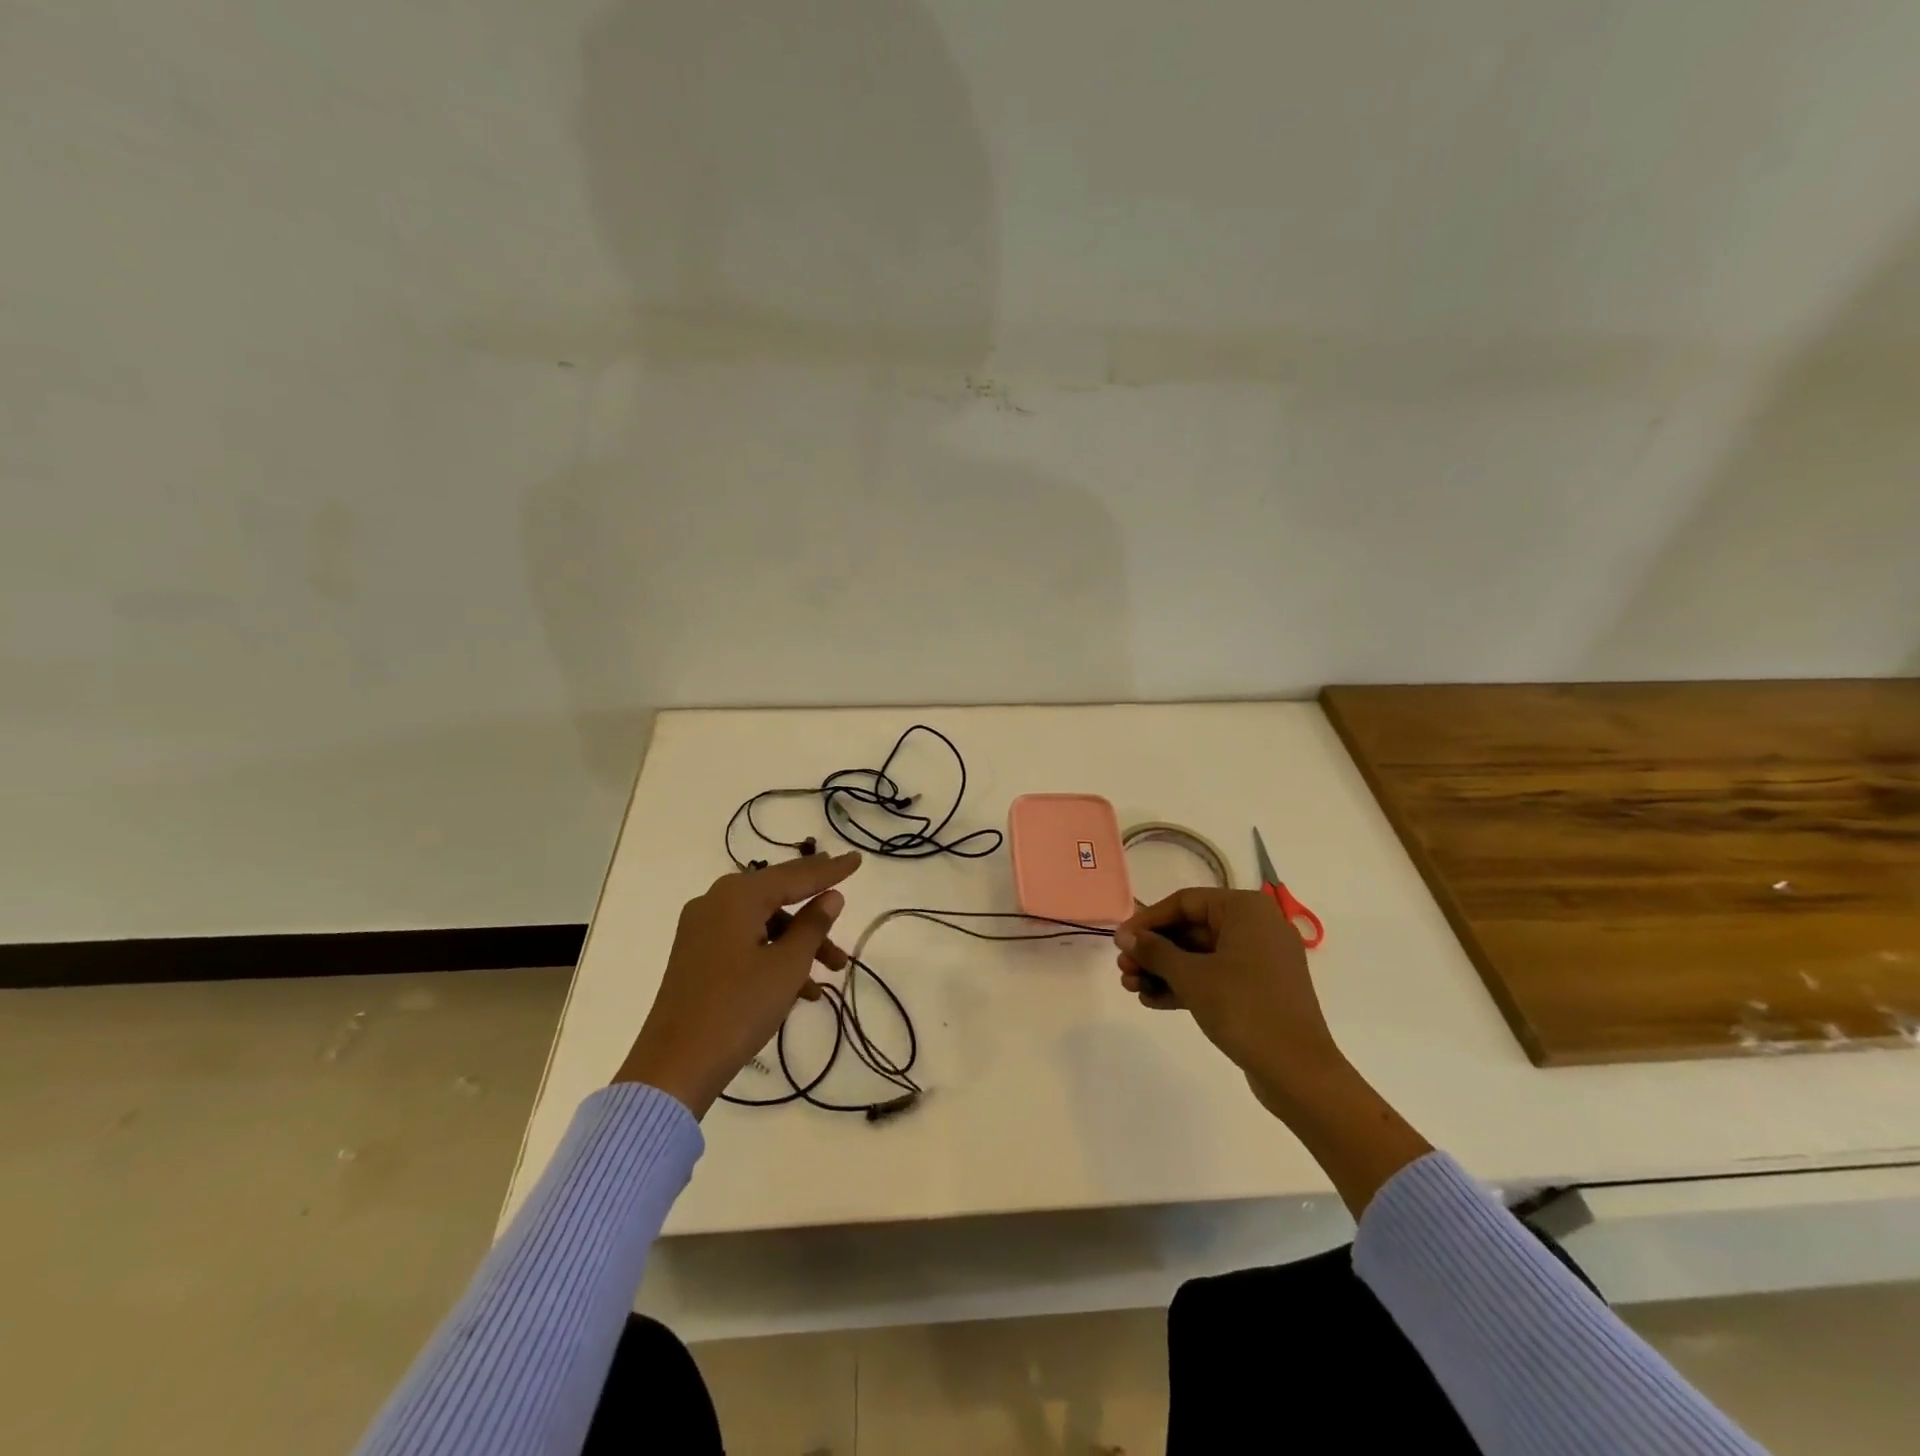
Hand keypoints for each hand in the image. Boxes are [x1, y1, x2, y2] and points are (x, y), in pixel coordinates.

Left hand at [616, 851, 861, 1116]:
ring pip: (763, 924)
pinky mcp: (696, 957)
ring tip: (832, 972)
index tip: (857, 859)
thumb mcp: (787, 966)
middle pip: (777, 896)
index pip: (795, 876)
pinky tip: (799, 990)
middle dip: (814, 912)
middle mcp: (715, 903)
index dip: (830, 870)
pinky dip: (772, 956)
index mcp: (737, 896)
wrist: (675, 1066)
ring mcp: (701, 930)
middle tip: (844, 904)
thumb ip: (813, 926)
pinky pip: (744, 943)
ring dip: (798, 943)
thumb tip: (831, 897)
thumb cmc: (739, 1007)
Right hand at [1116, 886, 1430, 1215]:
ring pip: (1201, 956)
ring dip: (1164, 970)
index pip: (1185, 902)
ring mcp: (1260, 961)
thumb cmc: (1244, 1008)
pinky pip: (1215, 977)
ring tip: (1131, 987)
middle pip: (1191, 930)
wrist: (1298, 1072)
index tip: (1120, 941)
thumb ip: (1155, 951)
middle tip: (1124, 968)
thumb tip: (1126, 936)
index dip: (1148, 920)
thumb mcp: (1192, 976)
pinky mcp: (1259, 990)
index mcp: (1246, 910)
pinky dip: (1186, 986)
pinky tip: (1153, 1000)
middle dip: (1154, 950)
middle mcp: (1256, 927)